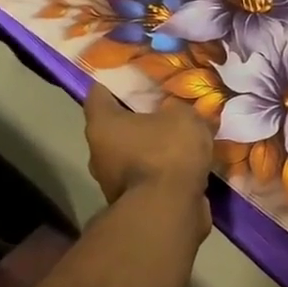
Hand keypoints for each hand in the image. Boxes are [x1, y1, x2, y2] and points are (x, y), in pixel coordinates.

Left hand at [84, 85, 215, 236]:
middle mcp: (100, 153)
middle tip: (166, 106)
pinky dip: (164, 171)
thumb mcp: (183, 116)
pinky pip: (149, 177)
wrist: (168, 211)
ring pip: (134, 154)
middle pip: (117, 126)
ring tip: (182, 137)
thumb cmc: (167, 154)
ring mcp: (114, 182)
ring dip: (153, 147)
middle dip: (139, 117)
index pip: (99, 92)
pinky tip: (187, 164)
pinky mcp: (134, 202)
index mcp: (103, 124)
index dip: (117, 81)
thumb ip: (180, 109)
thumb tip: (180, 112)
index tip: (136, 74)